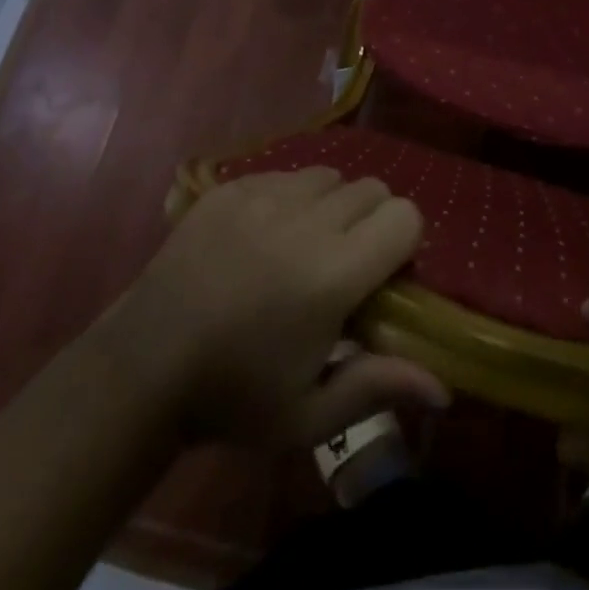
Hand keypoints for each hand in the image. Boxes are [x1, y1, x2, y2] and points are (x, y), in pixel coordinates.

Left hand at [102, 168, 448, 449]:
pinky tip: (263, 237)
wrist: (142, 367)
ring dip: (331, 205)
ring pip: (328, 175)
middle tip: (344, 265)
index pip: (405, 216)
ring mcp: (263, 195)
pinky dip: (289, 198)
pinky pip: (283, 173)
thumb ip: (379, 387)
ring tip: (303, 246)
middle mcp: (305, 220)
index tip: (382, 278)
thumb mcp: (309, 415)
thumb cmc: (233, 397)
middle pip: (371, 188)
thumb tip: (446, 388)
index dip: (403, 243)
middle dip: (371, 221)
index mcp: (332, 274)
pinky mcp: (230, 187)